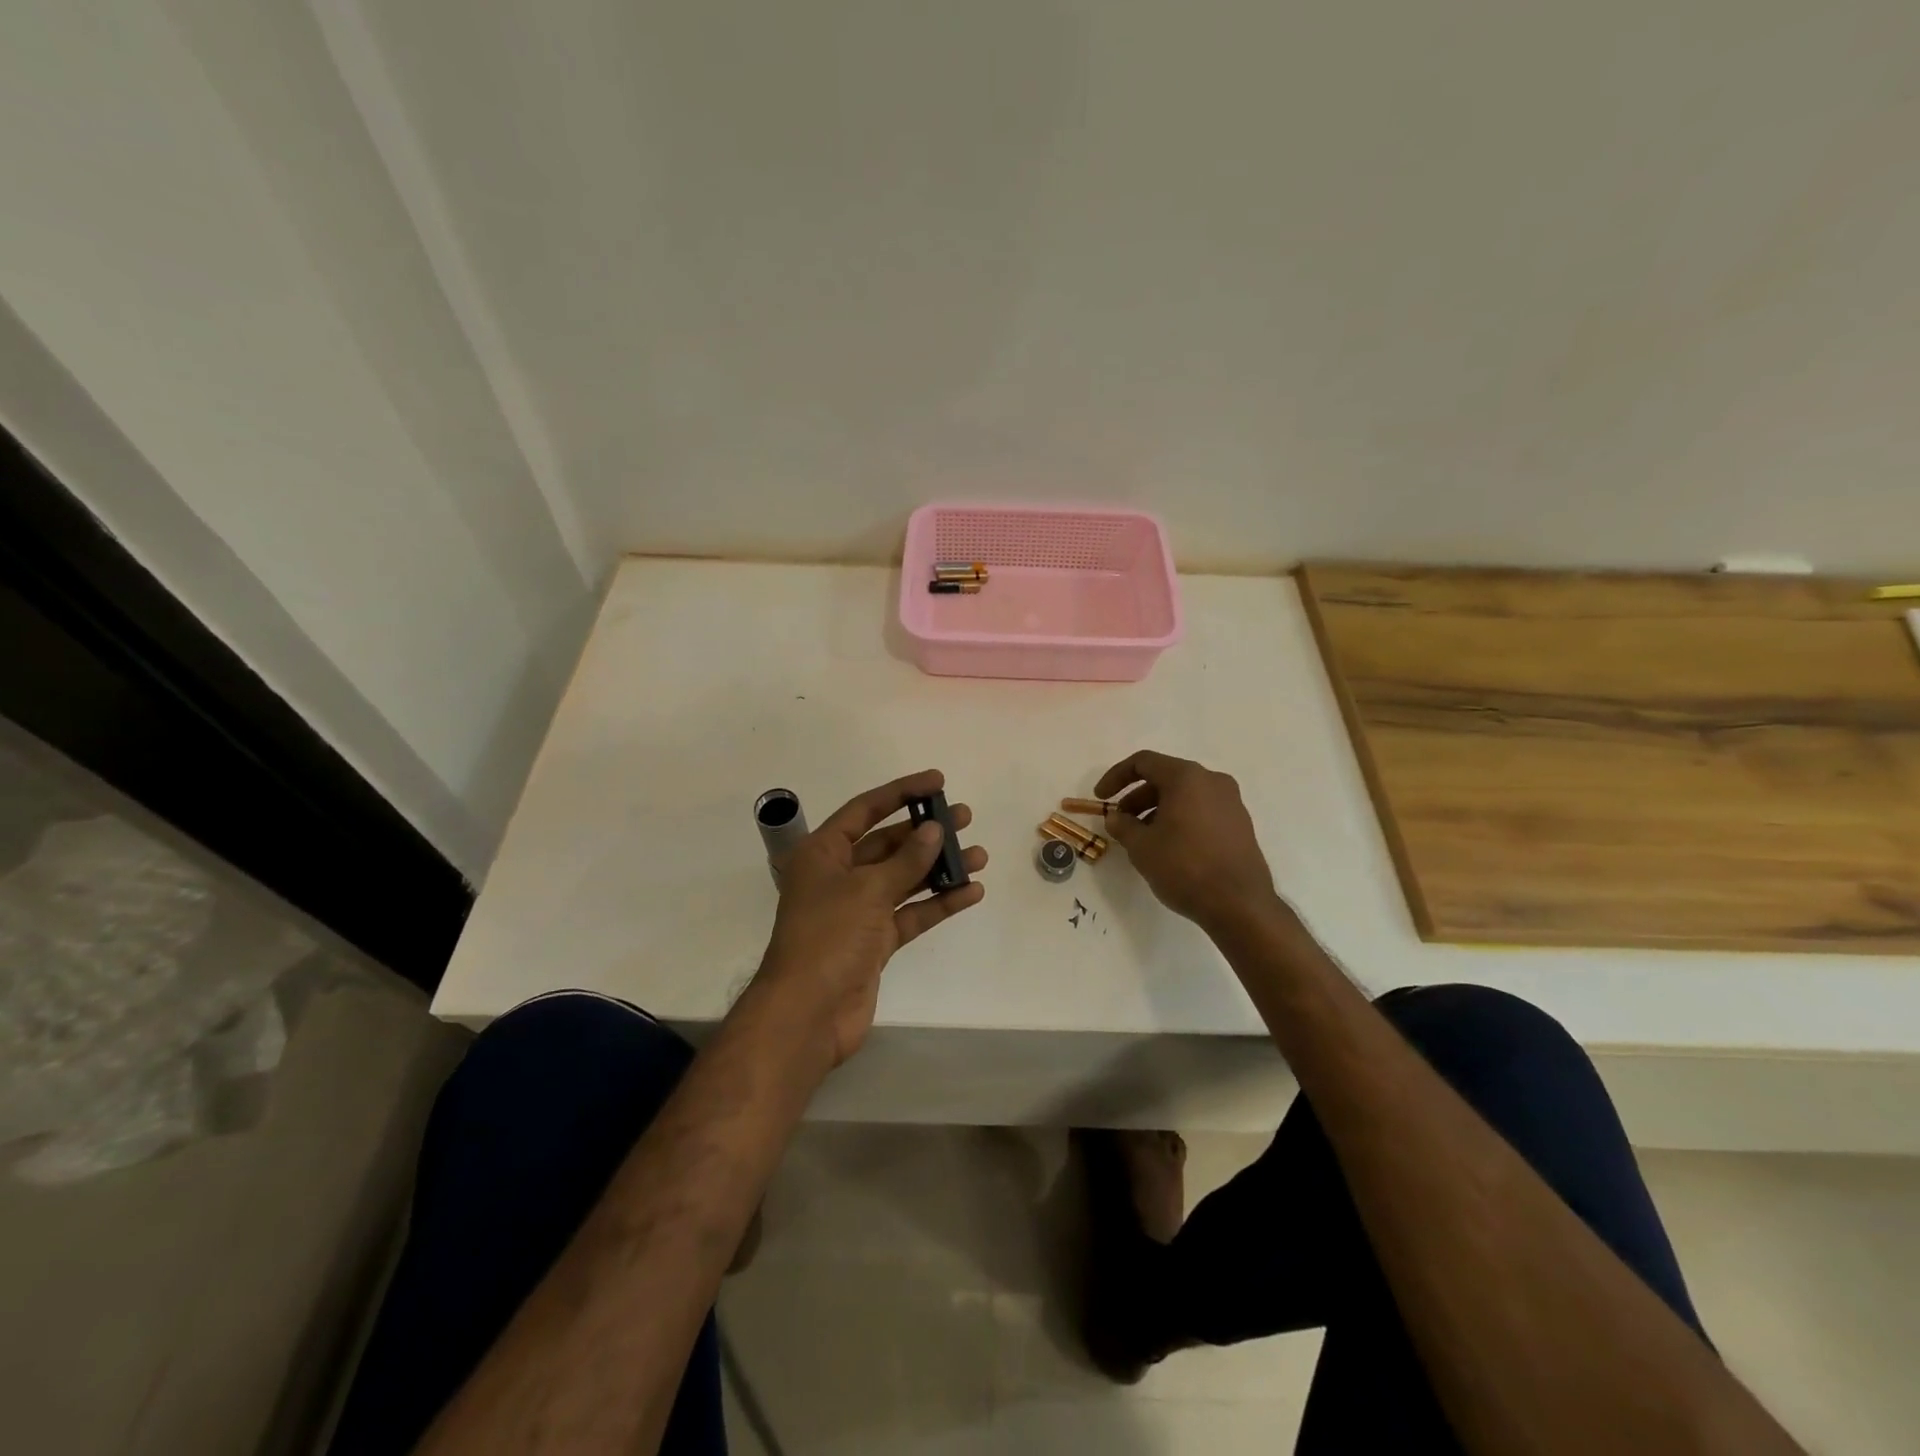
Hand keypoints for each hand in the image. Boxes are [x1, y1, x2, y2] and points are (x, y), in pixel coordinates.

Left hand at [757, 770, 986, 1067]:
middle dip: (925, 832)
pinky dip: (938, 903)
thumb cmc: (829, 936)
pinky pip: (911, 914)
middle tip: (964, 817)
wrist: (808, 1013)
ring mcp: (857, 911)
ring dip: (938, 868)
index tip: (937, 781)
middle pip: (887, 844)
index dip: (901, 792)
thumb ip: (906, 860)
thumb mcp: (868, 889)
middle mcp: (839, 876)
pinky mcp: (874, 942)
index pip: (865, 810)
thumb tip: (934, 831)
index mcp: (823, 853)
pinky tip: (971, 892)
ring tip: (978, 855)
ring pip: (903, 880)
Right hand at [1095, 750, 1275, 933]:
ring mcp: (1231, 802)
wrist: (1239, 904)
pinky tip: (1169, 846)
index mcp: (1187, 777)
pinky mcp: (1240, 824)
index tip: (1101, 798)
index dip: (1116, 777)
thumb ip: (1122, 825)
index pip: (1143, 762)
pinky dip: (1179, 818)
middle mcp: (1212, 781)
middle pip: (1165, 777)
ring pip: (1184, 795)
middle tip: (1121, 822)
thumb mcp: (1141, 846)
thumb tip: (1116, 817)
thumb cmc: (1184, 867)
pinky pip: (1201, 810)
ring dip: (1157, 810)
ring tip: (1142, 839)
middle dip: (1137, 797)